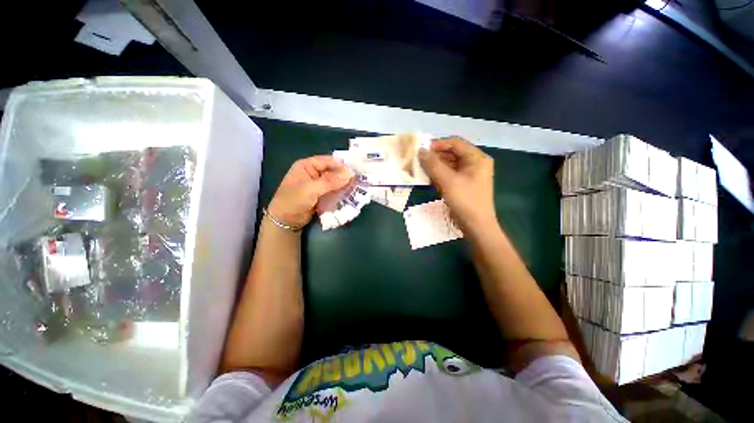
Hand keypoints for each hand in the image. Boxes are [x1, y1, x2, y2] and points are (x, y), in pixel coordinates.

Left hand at [268, 156, 352, 227]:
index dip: (341, 165)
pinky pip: (333, 191)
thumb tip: (349, 174)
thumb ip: (330, 181)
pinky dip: (340, 193)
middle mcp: (313, 173)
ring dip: (343, 185)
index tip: (354, 171)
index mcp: (307, 166)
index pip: (327, 161)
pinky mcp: (321, 195)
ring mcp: (318, 185)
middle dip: (344, 176)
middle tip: (358, 181)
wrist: (285, 221)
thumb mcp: (311, 189)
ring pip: (334, 182)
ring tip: (356, 188)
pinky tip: (349, 195)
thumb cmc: (294, 200)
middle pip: (332, 171)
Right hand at [418, 137, 496, 232]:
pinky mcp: (464, 184)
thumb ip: (433, 164)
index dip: (438, 144)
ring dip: (436, 166)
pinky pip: (450, 174)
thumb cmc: (465, 201)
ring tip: (421, 170)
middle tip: (419, 160)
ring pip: (450, 164)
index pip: (455, 143)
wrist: (476, 226)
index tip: (421, 150)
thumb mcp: (448, 181)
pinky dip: (440, 175)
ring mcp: (470, 174)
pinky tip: (429, 179)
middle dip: (435, 156)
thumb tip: (420, 150)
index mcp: (477, 158)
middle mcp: (475, 163)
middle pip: (452, 153)